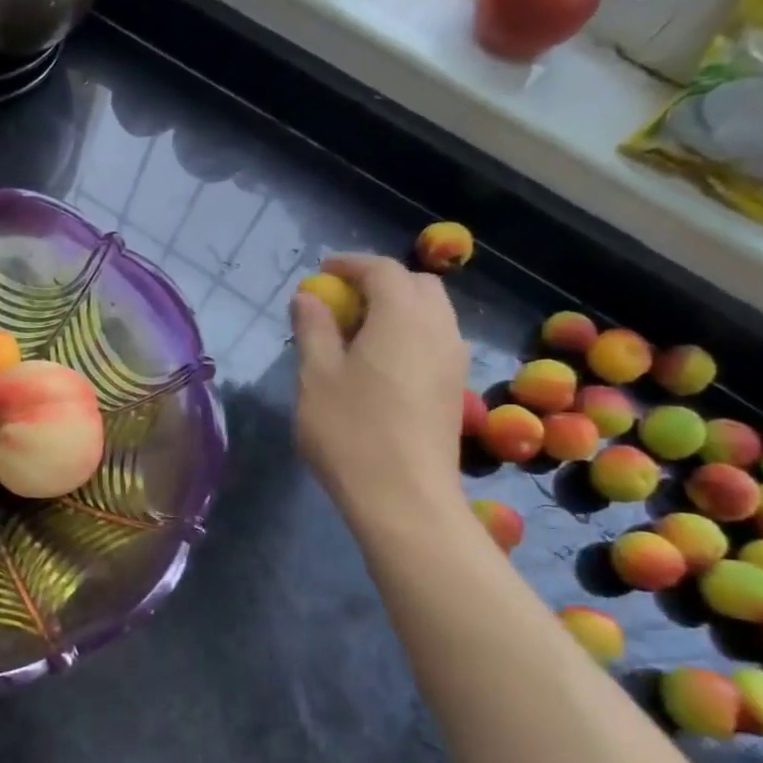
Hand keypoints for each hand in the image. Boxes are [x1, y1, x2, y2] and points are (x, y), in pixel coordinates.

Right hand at [289, 255, 468, 526]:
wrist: (404, 498)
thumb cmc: (351, 431)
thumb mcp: (316, 376)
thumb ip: (313, 329)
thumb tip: (308, 296)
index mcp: (402, 317)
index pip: (382, 270)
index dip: (350, 264)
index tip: (321, 273)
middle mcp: (438, 329)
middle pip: (416, 285)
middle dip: (379, 282)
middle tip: (341, 303)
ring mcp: (453, 360)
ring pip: (431, 313)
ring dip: (396, 308)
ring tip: (357, 333)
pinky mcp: (454, 388)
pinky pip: (435, 340)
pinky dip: (409, 333)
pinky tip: (379, 363)